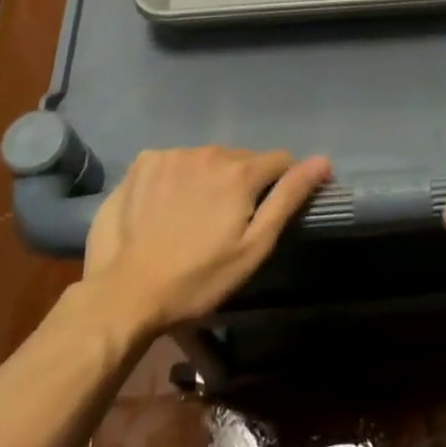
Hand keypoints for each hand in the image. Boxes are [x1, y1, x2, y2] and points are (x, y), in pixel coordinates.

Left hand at [84, 147, 330, 329]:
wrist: (123, 294)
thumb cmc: (197, 279)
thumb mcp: (253, 247)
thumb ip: (288, 198)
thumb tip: (322, 160)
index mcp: (240, 172)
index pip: (279, 160)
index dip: (282, 183)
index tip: (269, 211)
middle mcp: (208, 152)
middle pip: (240, 160)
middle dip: (242, 183)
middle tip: (227, 223)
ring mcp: (171, 154)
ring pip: (206, 160)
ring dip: (208, 179)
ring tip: (192, 217)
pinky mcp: (142, 163)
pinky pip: (173, 162)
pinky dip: (176, 178)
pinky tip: (164, 207)